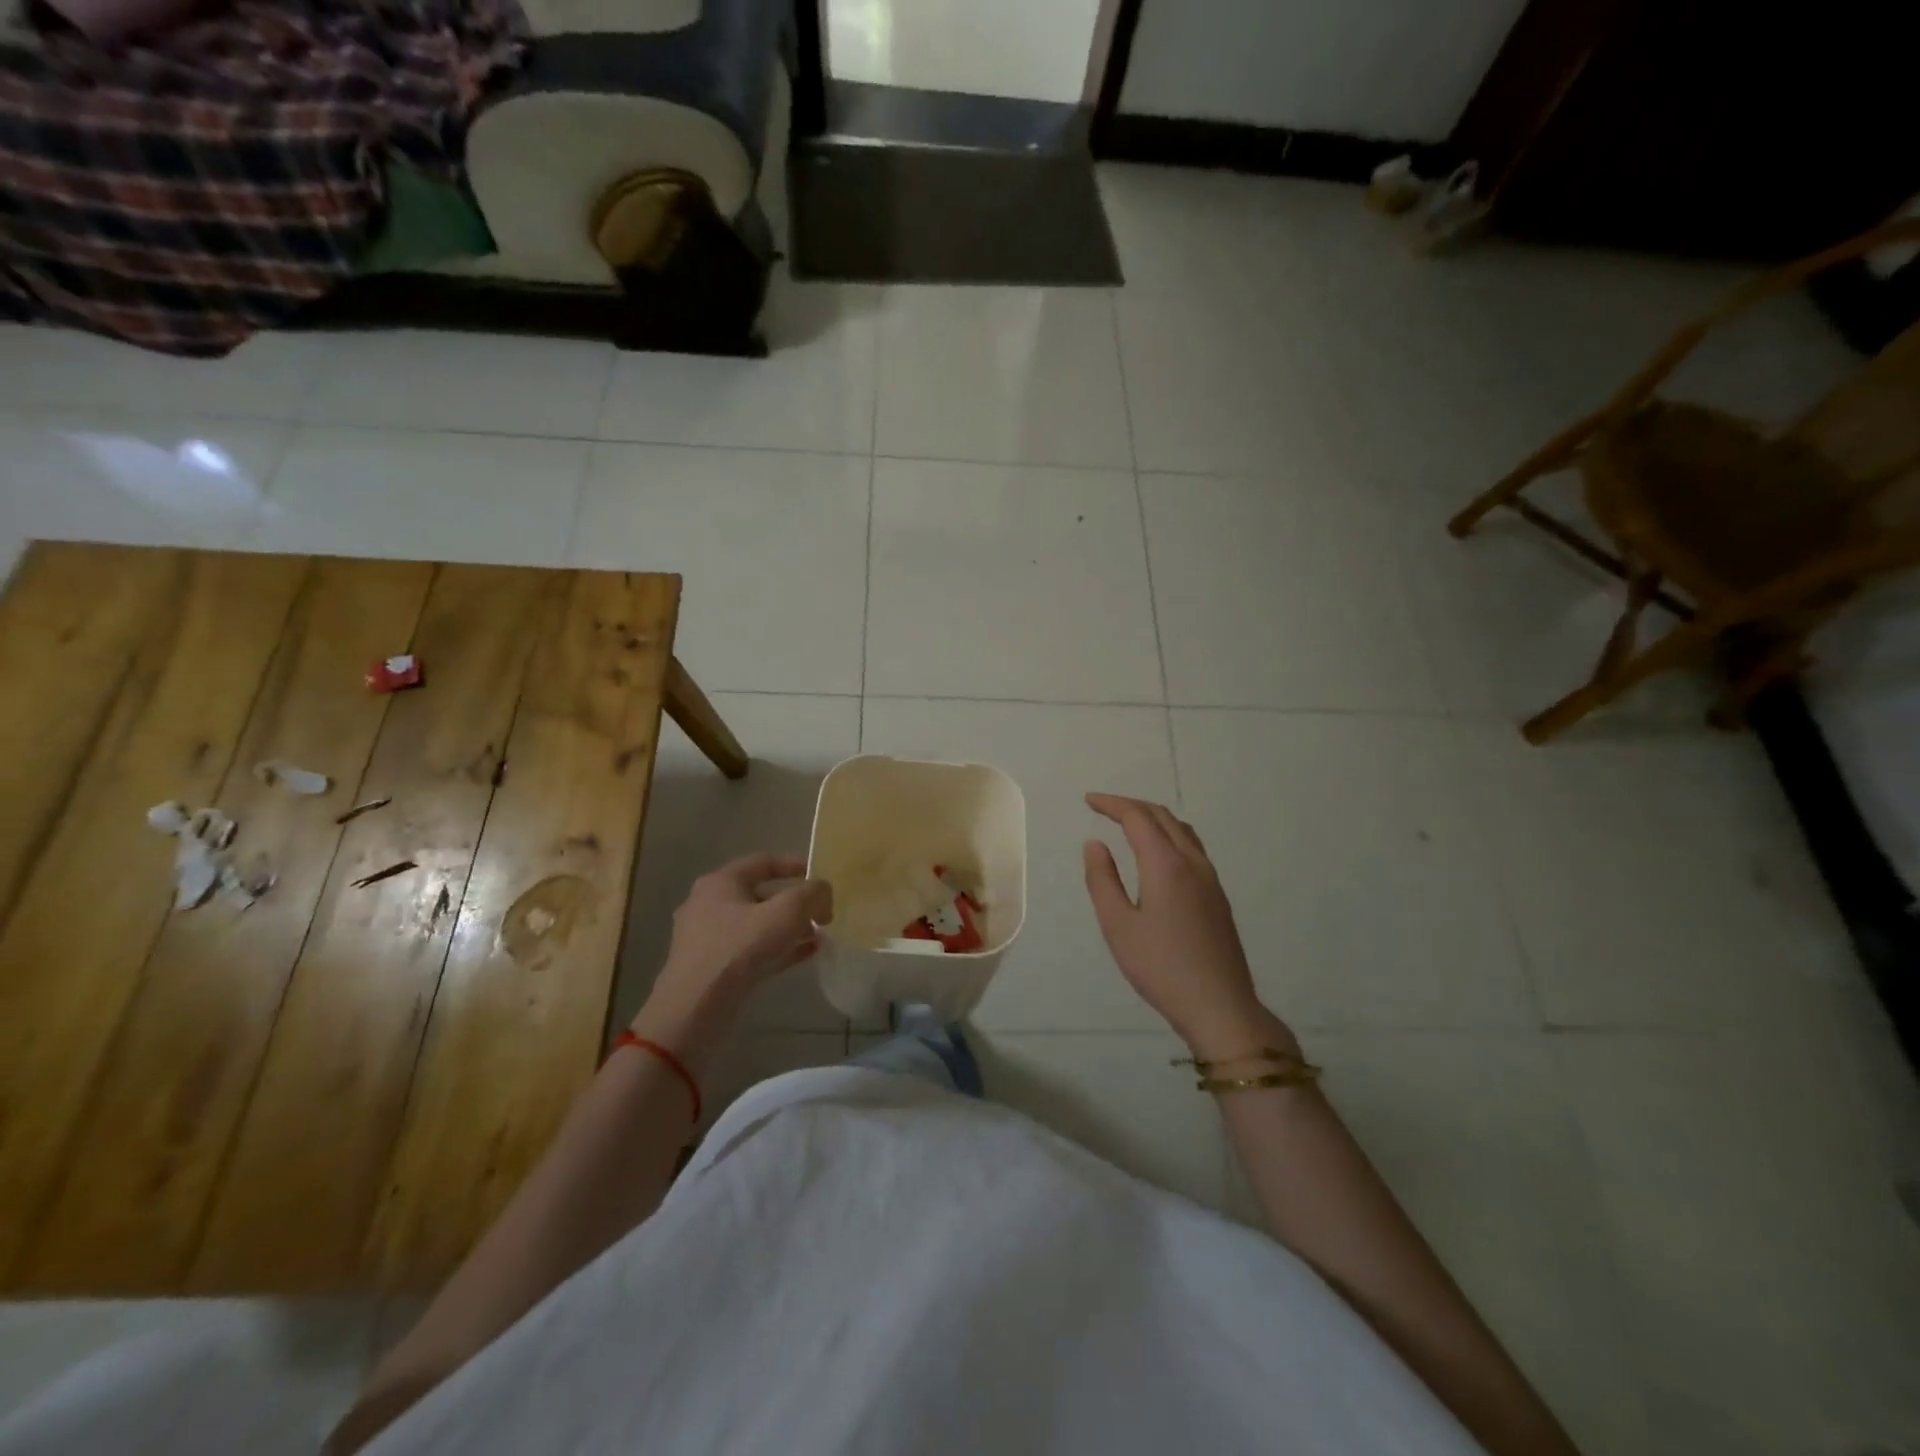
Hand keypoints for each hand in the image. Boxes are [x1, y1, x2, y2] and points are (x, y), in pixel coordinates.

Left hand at [636, 854, 832, 1060]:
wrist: (695, 1012)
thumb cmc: (739, 950)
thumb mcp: (786, 913)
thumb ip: (812, 895)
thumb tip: (823, 892)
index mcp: (720, 883)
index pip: (763, 862)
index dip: (794, 865)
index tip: (820, 878)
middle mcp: (709, 905)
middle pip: (761, 895)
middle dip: (795, 903)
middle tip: (821, 915)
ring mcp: (708, 940)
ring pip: (757, 926)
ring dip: (789, 929)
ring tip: (818, 937)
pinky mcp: (712, 969)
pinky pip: (751, 951)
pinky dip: (778, 949)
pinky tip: (804, 957)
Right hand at [1082, 794, 1296, 1059]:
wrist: (1219, 1005)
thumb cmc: (1160, 967)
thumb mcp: (1117, 925)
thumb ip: (1102, 880)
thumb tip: (1095, 844)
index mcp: (1165, 864)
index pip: (1137, 817)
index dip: (1112, 804)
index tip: (1089, 801)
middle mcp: (1192, 862)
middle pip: (1162, 816)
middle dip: (1131, 806)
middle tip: (1103, 808)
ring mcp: (1210, 878)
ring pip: (1182, 830)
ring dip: (1153, 818)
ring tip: (1129, 824)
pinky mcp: (1218, 895)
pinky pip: (1192, 847)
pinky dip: (1170, 834)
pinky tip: (1158, 854)